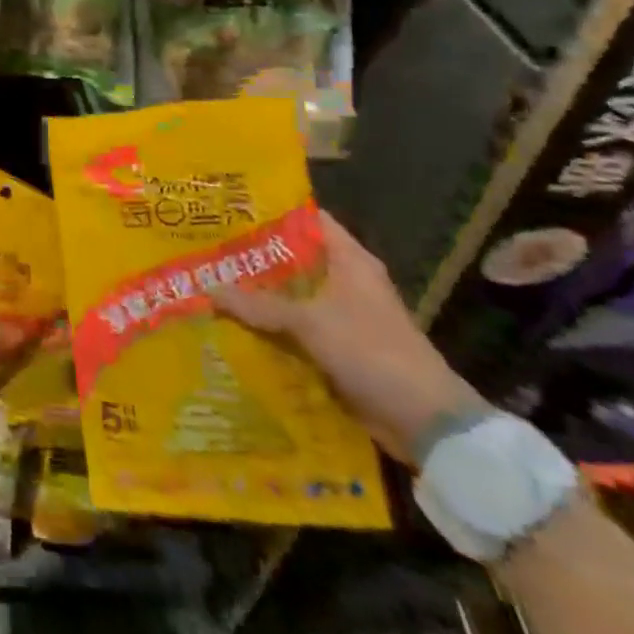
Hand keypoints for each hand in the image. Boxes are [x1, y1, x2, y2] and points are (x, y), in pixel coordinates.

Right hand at [209, 211, 483, 463]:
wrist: (426, 424)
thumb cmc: (373, 353)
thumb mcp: (310, 323)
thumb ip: (258, 305)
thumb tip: (207, 288)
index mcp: (350, 261)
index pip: (307, 220)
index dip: (270, 212)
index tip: (230, 209)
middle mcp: (346, 282)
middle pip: (293, 259)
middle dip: (253, 256)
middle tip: (207, 248)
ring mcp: (343, 317)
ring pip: (291, 296)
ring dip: (258, 295)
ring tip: (210, 283)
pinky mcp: (338, 348)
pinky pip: (295, 329)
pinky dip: (270, 327)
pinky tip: (234, 324)